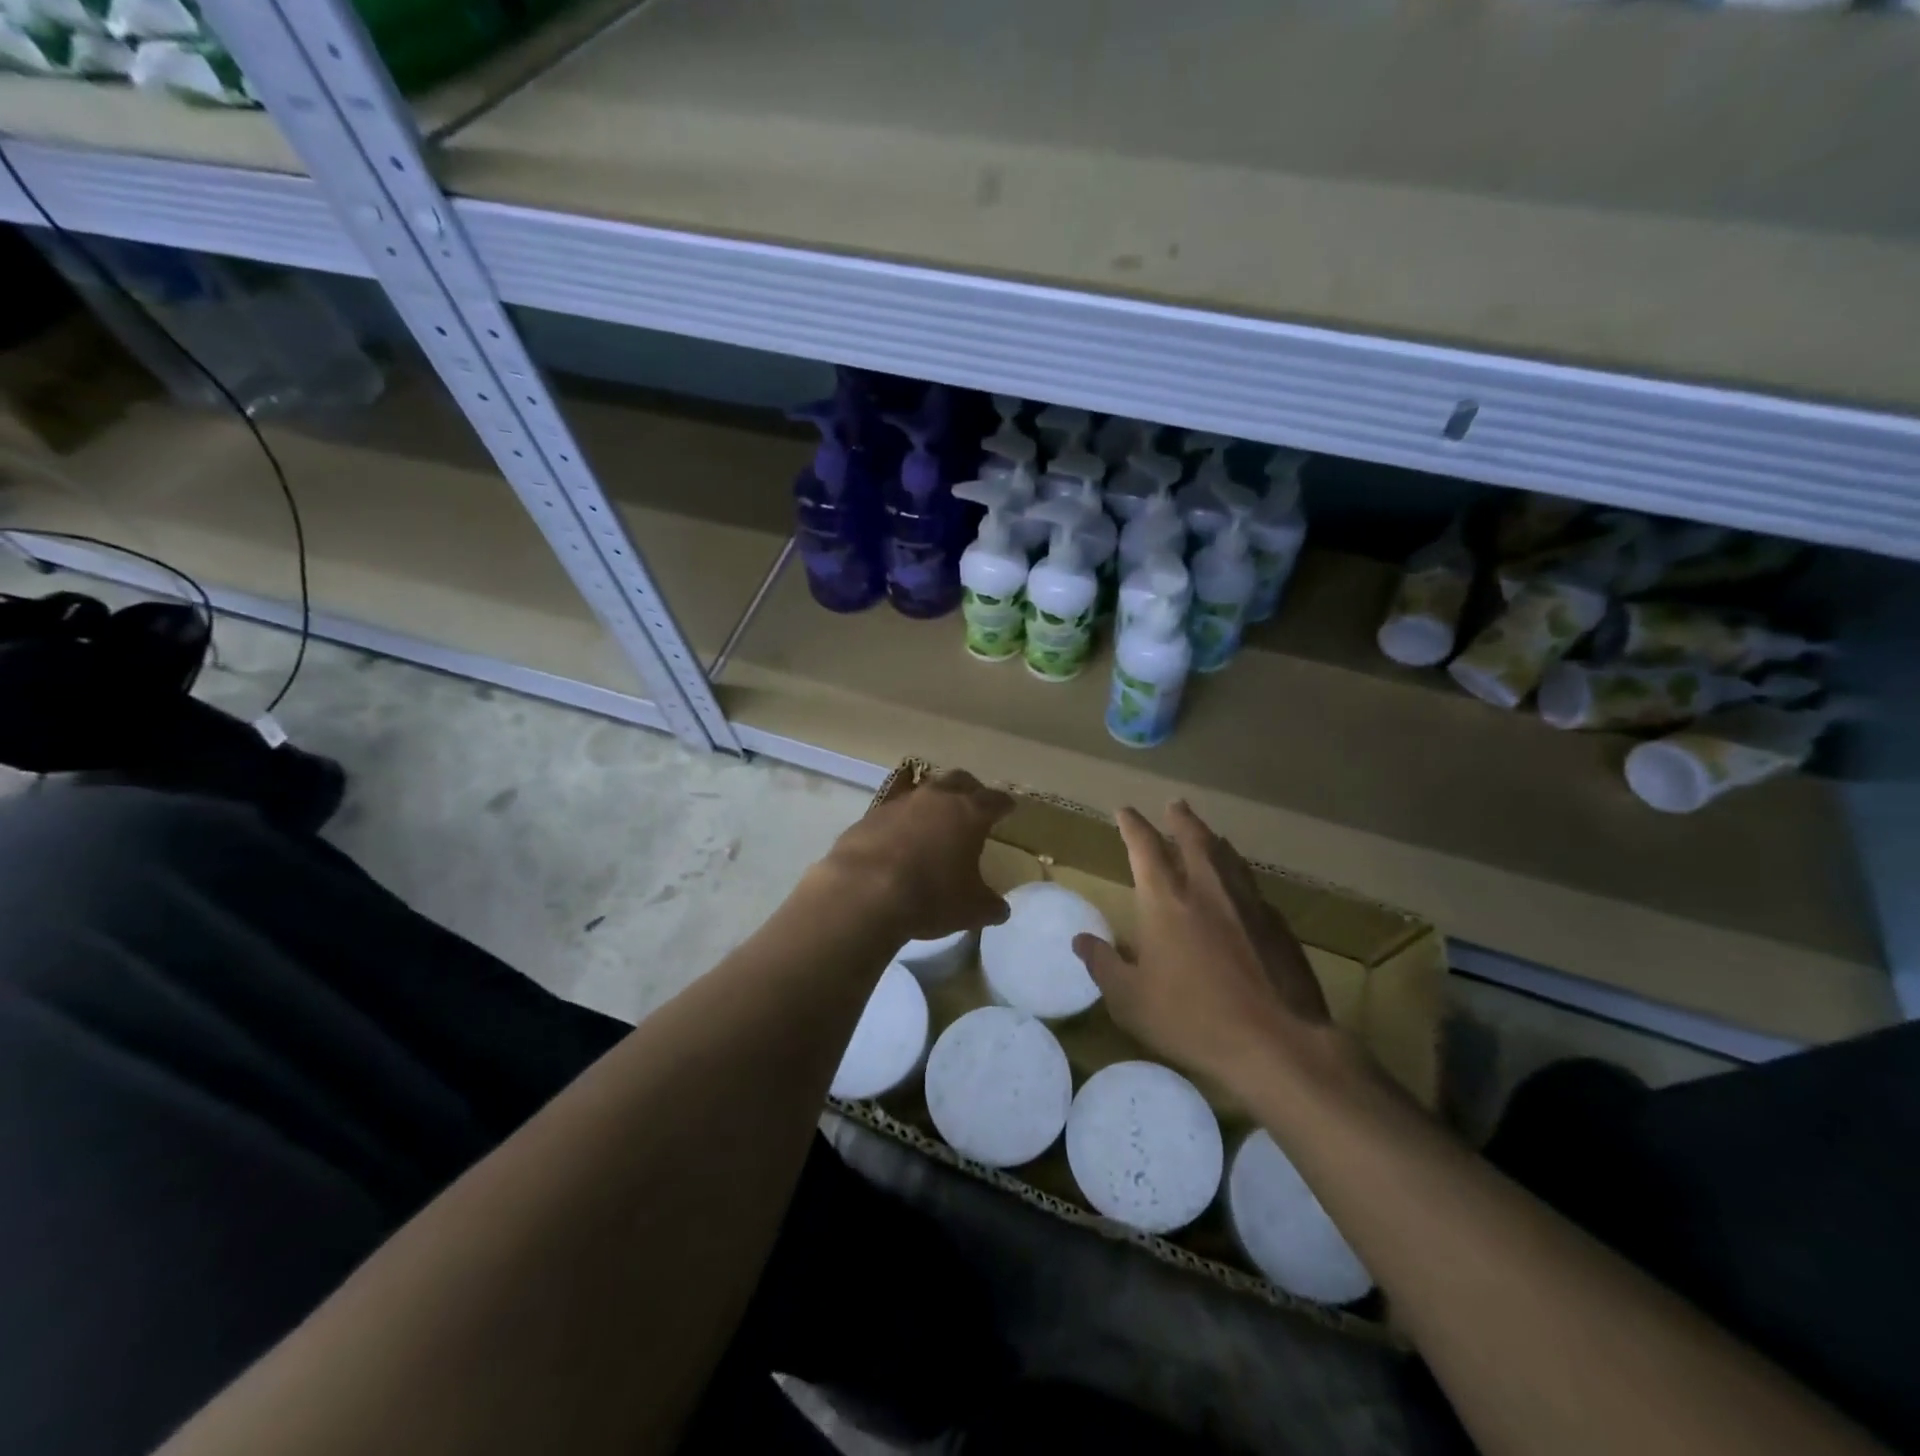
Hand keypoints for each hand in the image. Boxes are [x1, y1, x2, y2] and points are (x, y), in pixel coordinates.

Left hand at [817, 769, 1013, 943]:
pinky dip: (901, 820)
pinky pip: (892, 810)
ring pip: (923, 790)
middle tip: (974, 803)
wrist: (863, 893)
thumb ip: (990, 905)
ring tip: (935, 819)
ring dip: (932, 801)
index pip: (995, 800)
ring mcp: (899, 803)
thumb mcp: (971, 910)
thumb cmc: (930, 897)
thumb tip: (1000, 908)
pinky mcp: (869, 816)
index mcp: (969, 813)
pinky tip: (899, 837)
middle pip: (959, 780)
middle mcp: (936, 798)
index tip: (1008, 808)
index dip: (1004, 805)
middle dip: (970, 789)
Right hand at [1074, 801, 1335, 1094]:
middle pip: (1194, 838)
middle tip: (1175, 804)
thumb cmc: (1191, 1019)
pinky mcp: (1278, 926)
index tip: (1125, 810)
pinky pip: (1252, 887)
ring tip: (1209, 834)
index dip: (1133, 825)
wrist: (1277, 1043)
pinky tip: (1242, 890)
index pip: (1145, 847)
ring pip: (1228, 857)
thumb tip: (1081, 940)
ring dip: (1214, 840)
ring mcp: (1248, 904)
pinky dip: (1239, 875)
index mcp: (1166, 900)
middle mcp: (1207, 889)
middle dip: (1181, 819)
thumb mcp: (1130, 999)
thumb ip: (1103, 964)